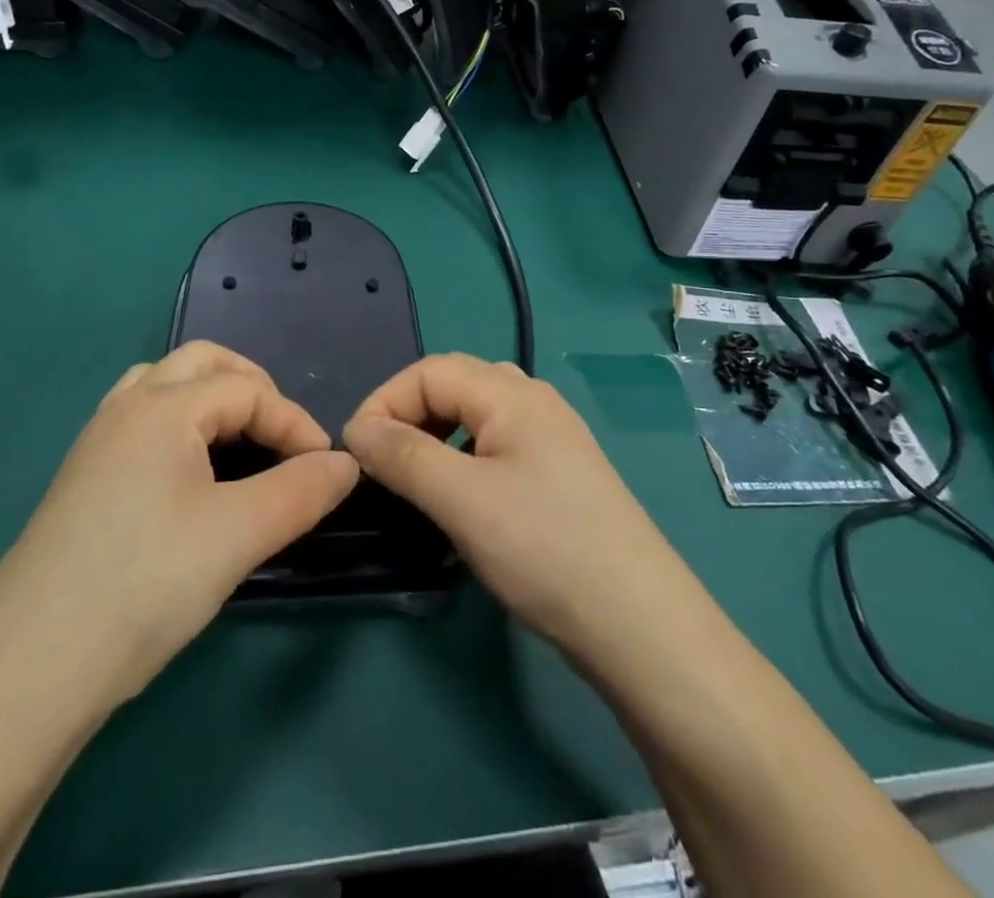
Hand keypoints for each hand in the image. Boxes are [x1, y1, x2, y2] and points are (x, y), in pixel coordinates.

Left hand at [4, 342, 358, 712]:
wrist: (25, 673)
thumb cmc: (142, 586)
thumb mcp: (239, 536)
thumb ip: (302, 491)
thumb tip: (346, 464)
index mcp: (162, 408)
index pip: (248, 390)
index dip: (295, 422)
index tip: (326, 470)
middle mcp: (125, 408)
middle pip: (201, 363)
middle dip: (253, 388)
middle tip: (282, 437)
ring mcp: (96, 443)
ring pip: (164, 387)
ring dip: (211, 400)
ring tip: (240, 445)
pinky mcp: (82, 480)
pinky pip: (141, 422)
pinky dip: (180, 426)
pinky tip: (190, 476)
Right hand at [342, 355, 713, 678]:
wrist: (638, 624)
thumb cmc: (544, 548)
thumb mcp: (462, 500)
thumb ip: (404, 456)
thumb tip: (357, 430)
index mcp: (512, 393)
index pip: (430, 370)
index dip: (385, 401)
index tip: (355, 452)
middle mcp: (534, 401)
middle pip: (454, 385)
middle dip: (408, 414)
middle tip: (380, 464)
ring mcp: (551, 438)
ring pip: (475, 417)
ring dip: (434, 437)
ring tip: (412, 480)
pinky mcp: (557, 475)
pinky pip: (495, 447)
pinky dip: (462, 460)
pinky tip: (459, 499)